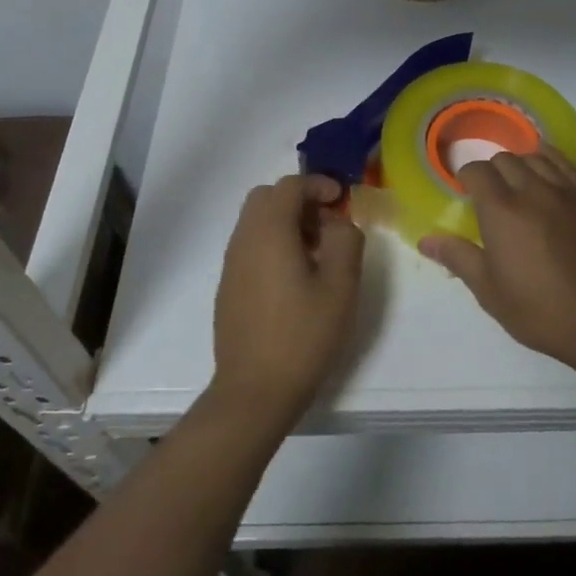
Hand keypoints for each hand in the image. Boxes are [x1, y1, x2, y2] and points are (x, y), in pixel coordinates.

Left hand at [211, 174, 364, 432]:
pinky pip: (250, 245)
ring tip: (316, 252)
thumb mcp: (341, 286)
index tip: (342, 200)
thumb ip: (346, 240)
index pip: (290, 185)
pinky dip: (273, 242)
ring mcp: (232, 263)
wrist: (254, 391)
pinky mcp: (228, 285)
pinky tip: (295, 277)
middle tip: (327, 224)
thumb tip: (338, 223)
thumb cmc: (302, 335)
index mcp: (269, 231)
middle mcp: (244, 238)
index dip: (319, 184)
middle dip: (299, 199)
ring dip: (286, 221)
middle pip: (267, 196)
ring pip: (256, 220)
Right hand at [419, 146, 575, 378]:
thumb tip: (426, 240)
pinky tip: (549, 169)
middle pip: (506, 160)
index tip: (465, 191)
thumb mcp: (491, 292)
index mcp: (501, 211)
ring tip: (520, 183)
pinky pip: (568, 165)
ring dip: (522, 164)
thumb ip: (458, 258)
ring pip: (537, 157)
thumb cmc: (543, 312)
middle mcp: (532, 190)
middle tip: (491, 194)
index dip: (467, 176)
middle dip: (492, 171)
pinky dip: (552, 160)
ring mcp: (568, 191)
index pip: (477, 171)